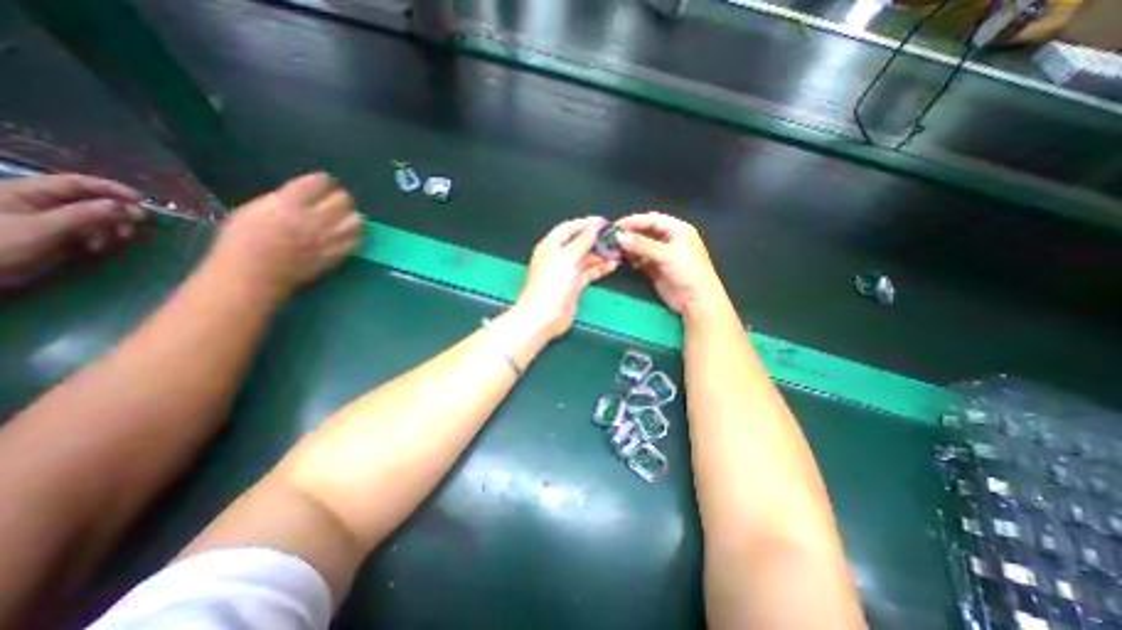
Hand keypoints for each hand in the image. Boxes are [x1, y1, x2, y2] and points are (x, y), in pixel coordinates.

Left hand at [0, 174, 141, 287]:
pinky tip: (97, 248)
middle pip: (88, 200)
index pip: (77, 183)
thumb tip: (122, 206)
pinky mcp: (52, 236)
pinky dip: (99, 238)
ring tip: (118, 239)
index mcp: (27, 192)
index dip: (111, 189)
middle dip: (116, 211)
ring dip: (110, 227)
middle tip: (137, 224)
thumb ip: (83, 215)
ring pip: (91, 217)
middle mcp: (38, 202)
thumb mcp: (42, 229)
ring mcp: (45, 220)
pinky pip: (85, 232)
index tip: (141, 202)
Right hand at [209, 173, 364, 299]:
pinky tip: (348, 234)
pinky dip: (356, 235)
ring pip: (356, 219)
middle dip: (341, 197)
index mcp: (288, 203)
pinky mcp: (337, 255)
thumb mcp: (256, 209)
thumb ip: (285, 199)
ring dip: (352, 216)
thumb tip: (308, 194)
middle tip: (336, 201)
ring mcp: (328, 238)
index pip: (320, 182)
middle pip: (343, 199)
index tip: (324, 184)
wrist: (253, 275)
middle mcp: (313, 218)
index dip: (324, 181)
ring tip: (345, 218)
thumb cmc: (244, 241)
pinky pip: (358, 240)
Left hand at [518, 218, 623, 340]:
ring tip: (619, 251)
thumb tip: (594, 226)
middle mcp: (558, 257)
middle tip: (615, 237)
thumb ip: (582, 241)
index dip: (585, 224)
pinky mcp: (574, 286)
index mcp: (551, 246)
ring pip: (586, 259)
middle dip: (596, 240)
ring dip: (601, 254)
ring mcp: (566, 272)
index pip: (569, 229)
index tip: (604, 222)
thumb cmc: (552, 283)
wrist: (544, 316)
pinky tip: (613, 265)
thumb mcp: (566, 258)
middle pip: (579, 243)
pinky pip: (589, 273)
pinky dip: (600, 268)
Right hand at [612, 211, 727, 318]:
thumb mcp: (666, 254)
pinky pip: (640, 259)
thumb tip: (620, 237)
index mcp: (677, 230)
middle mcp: (669, 239)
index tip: (616, 226)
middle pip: (645, 231)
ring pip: (641, 246)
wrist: (696, 300)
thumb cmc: (687, 272)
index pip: (652, 219)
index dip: (634, 221)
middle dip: (630, 234)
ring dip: (629, 247)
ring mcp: (661, 255)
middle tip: (612, 238)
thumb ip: (642, 245)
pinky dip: (632, 258)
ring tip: (615, 249)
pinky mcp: (655, 268)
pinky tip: (623, 259)